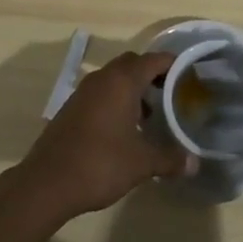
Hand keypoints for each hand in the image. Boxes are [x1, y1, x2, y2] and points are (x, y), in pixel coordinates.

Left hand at [14, 50, 194, 222]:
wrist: (48, 181)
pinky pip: (100, 92)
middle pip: (132, 64)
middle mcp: (102, 78)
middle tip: (170, 94)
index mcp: (122, 82)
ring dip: (132, 89)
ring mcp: (84, 91)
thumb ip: (169, 159)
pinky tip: (123, 129)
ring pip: (114, 78)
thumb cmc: (100, 164)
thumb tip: (194, 164)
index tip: (189, 75)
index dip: (173, 64)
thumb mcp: (141, 163)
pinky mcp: (72, 106)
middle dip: (152, 74)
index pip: (153, 60)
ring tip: (150, 116)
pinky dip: (116, 100)